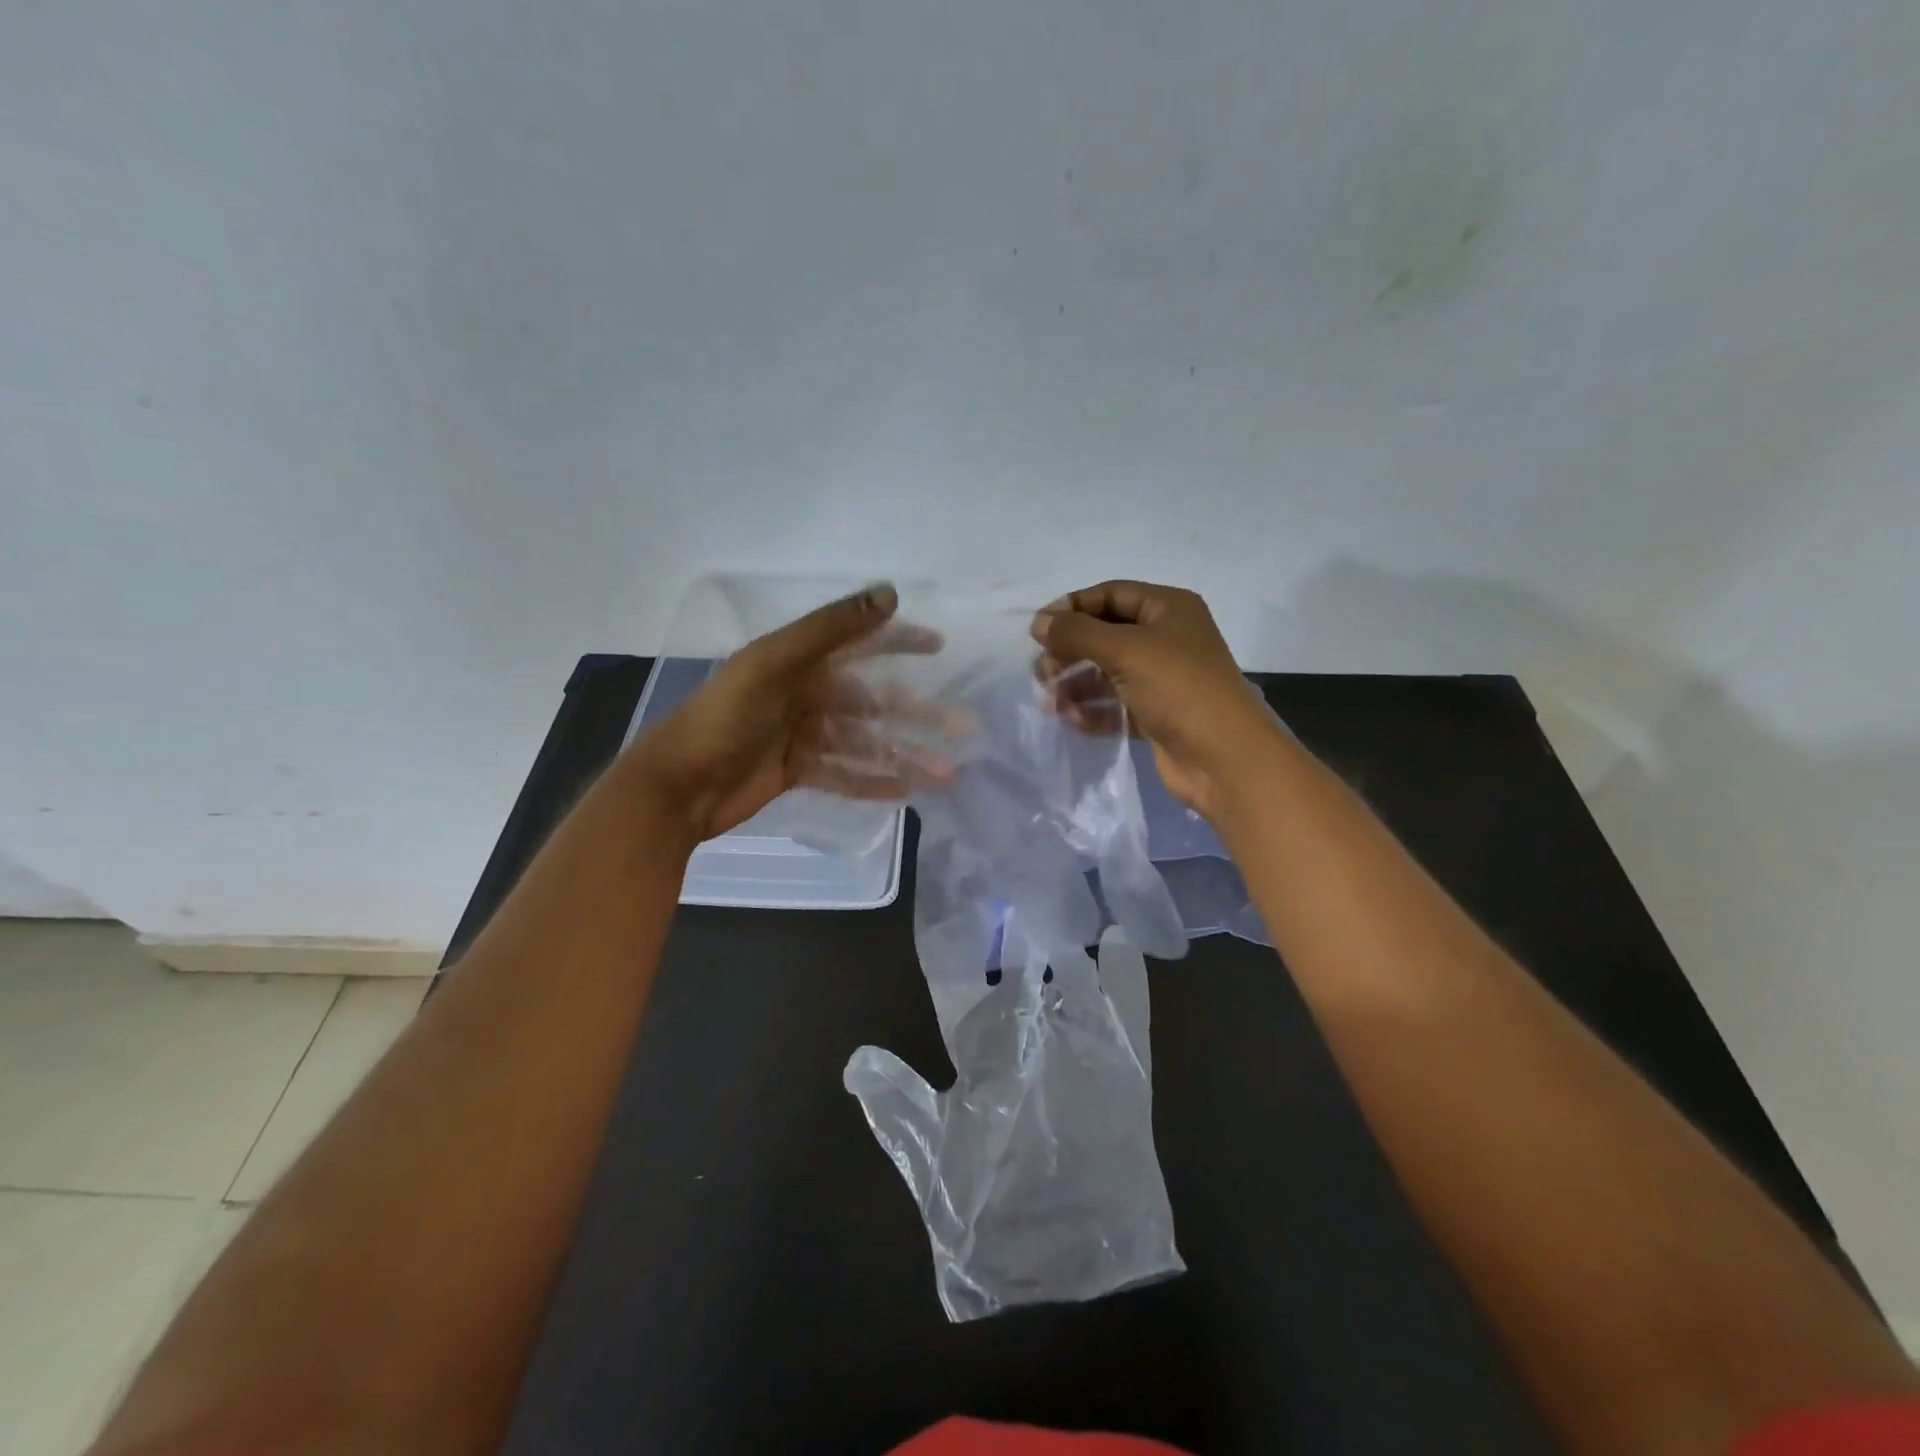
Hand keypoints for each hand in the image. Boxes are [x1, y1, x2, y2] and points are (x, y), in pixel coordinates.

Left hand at [630, 584, 951, 841]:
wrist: (677, 786)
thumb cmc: (723, 718)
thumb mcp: (773, 664)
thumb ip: (829, 629)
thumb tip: (889, 593)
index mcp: (799, 661)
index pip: (860, 644)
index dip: (899, 641)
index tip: (939, 646)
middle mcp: (805, 693)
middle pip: (874, 702)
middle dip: (918, 715)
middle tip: (963, 728)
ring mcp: (802, 734)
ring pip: (865, 742)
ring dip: (905, 755)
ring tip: (945, 773)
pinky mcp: (796, 770)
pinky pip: (843, 774)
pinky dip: (873, 781)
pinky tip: (907, 791)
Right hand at [1031, 580, 1281, 818]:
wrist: (1223, 757)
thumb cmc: (1177, 688)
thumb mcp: (1124, 649)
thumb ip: (1076, 632)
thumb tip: (1039, 623)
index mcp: (1168, 608)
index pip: (1110, 595)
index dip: (1072, 608)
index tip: (1037, 630)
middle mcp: (1166, 638)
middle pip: (1105, 634)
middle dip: (1071, 650)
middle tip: (1041, 671)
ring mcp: (1162, 679)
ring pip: (1107, 672)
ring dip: (1076, 684)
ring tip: (1050, 701)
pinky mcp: (1156, 714)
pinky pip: (1115, 705)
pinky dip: (1092, 711)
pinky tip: (1071, 720)